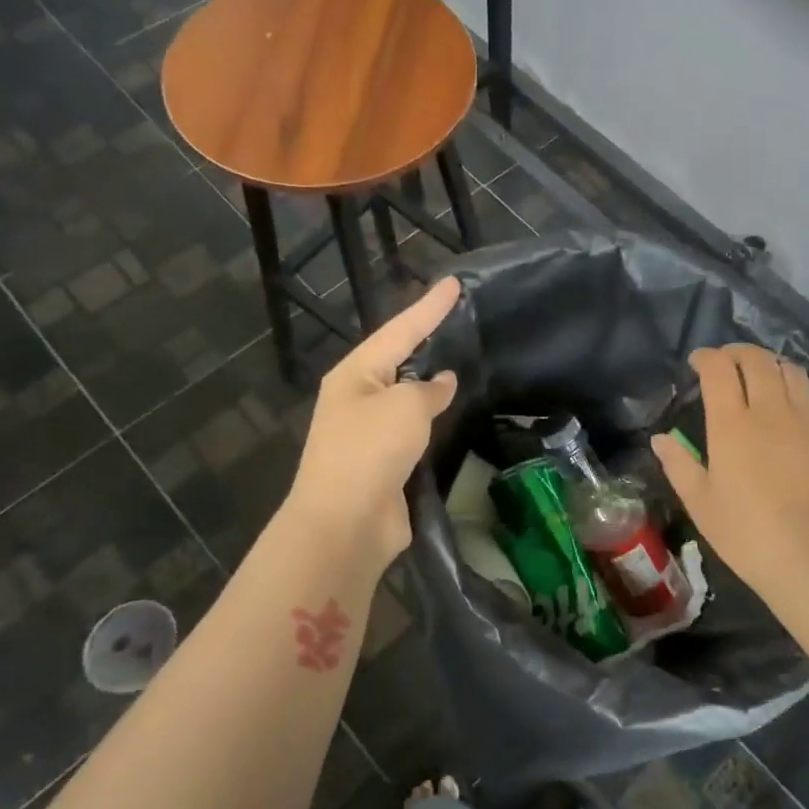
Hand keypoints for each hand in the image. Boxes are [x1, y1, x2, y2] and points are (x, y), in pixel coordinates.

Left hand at [282, 277, 461, 568]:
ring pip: (408, 396)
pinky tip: (456, 412)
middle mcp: (358, 397)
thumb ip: (429, 390)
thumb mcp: (405, 408)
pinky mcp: (385, 463)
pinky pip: (415, 430)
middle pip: (399, 359)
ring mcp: (369, 432)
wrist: (345, 524)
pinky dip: (434, 419)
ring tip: (464, 359)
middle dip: (427, 339)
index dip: (430, 307)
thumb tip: (443, 383)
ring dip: (432, 382)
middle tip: (460, 318)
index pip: (400, 330)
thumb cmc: (369, 452)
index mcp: (355, 374)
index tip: (455, 284)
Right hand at [653, 345, 808, 601]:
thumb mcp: (701, 503)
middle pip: (758, 360)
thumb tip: (661, 438)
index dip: (707, 357)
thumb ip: (679, 464)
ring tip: (762, 375)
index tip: (698, 362)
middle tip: (727, 362)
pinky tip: (794, 404)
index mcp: (732, 424)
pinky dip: (799, 390)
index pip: (719, 369)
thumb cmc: (747, 534)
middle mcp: (772, 411)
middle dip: (738, 352)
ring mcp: (808, 421)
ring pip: (792, 372)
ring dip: (771, 364)